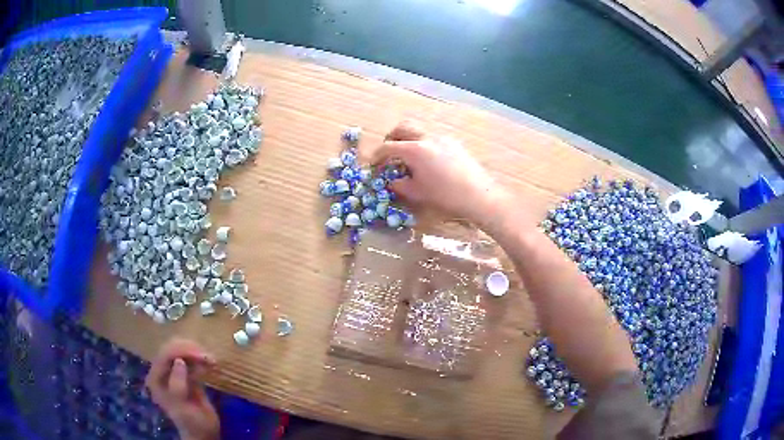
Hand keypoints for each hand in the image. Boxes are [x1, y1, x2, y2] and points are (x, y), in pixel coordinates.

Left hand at [145, 339, 219, 439]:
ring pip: (181, 353)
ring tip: (212, 360)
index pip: (164, 356)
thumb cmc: (191, 422)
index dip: (180, 351)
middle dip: (189, 350)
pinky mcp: (186, 377)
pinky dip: (200, 360)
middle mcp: (162, 373)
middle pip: (172, 350)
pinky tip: (210, 364)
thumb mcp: (182, 406)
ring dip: (196, 353)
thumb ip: (177, 384)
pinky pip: (191, 362)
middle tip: (208, 356)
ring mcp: (174, 374)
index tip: (200, 354)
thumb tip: (179, 361)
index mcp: (156, 379)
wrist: (204, 434)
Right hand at [373, 122, 507, 222]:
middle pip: (402, 128)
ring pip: (419, 130)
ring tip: (408, 156)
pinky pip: (433, 137)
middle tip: (388, 152)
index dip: (377, 155)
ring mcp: (442, 138)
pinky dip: (423, 143)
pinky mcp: (454, 143)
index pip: (388, 147)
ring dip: (408, 138)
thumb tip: (392, 181)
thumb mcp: (417, 193)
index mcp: (414, 150)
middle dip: (391, 138)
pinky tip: (428, 160)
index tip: (374, 164)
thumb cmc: (445, 195)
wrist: (478, 195)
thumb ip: (400, 185)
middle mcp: (427, 138)